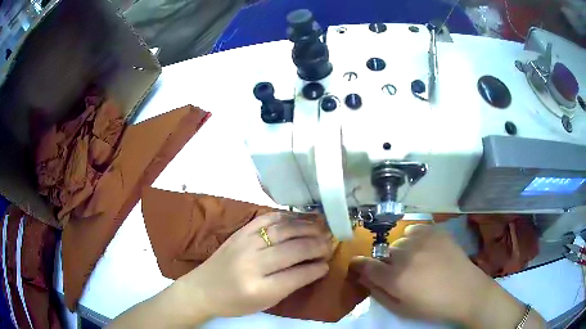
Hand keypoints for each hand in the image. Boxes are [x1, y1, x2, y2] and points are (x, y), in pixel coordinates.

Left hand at [178, 212, 331, 318]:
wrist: (203, 289)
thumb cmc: (235, 302)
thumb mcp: (266, 303)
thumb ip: (291, 284)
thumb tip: (316, 267)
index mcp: (259, 288)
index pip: (297, 275)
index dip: (316, 268)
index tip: (328, 262)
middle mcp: (251, 263)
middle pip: (292, 249)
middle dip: (316, 245)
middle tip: (330, 242)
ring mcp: (244, 243)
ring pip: (282, 230)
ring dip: (306, 227)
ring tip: (322, 226)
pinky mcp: (239, 232)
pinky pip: (266, 218)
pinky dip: (286, 216)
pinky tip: (298, 218)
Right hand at [350, 225, 544, 327]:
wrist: (475, 294)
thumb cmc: (438, 306)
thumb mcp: (403, 304)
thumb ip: (380, 285)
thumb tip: (362, 271)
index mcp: (400, 269)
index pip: (365, 262)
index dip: (362, 267)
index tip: (361, 271)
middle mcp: (411, 246)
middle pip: (384, 249)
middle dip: (386, 261)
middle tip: (399, 276)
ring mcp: (428, 235)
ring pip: (401, 240)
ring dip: (403, 252)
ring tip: (418, 268)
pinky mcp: (440, 231)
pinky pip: (418, 234)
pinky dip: (417, 244)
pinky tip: (430, 256)